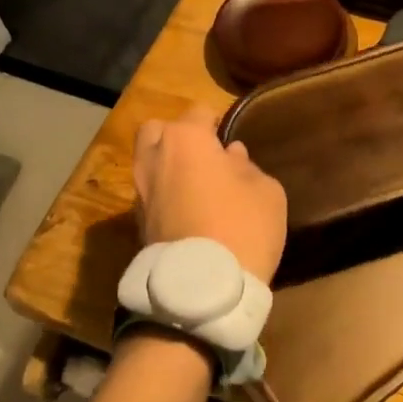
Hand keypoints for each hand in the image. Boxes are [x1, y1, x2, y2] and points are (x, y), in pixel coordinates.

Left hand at [132, 104, 287, 283]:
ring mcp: (140, 192)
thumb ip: (247, 167)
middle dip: (177, 137)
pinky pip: (150, 195)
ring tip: (196, 187)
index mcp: (185, 139)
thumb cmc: (242, 226)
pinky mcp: (137, 224)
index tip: (230, 141)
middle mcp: (153, 158)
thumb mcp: (266, 191)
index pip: (198, 112)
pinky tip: (188, 213)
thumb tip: (231, 157)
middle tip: (203, 157)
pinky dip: (164, 196)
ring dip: (168, 168)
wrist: (202, 289)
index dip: (217, 123)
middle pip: (157, 130)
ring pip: (148, 163)